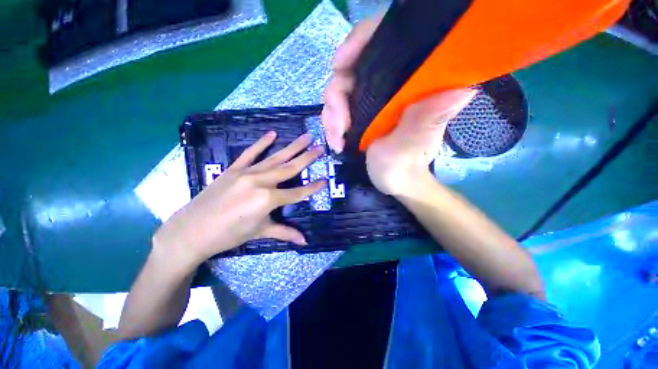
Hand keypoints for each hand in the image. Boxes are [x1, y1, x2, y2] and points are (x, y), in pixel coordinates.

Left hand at [153, 132, 326, 266]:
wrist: (191, 231)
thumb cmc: (228, 235)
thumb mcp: (260, 232)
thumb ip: (285, 233)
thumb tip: (304, 241)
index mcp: (268, 200)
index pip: (297, 192)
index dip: (312, 187)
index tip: (325, 180)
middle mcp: (260, 182)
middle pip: (289, 168)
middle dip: (307, 158)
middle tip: (320, 147)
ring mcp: (246, 173)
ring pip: (275, 158)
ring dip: (292, 147)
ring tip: (306, 137)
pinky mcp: (234, 169)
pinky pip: (250, 153)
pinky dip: (262, 143)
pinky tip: (273, 134)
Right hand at [322, 15, 475, 195]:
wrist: (393, 181)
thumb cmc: (403, 167)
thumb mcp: (411, 145)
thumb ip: (426, 119)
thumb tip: (462, 87)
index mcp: (412, 85)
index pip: (386, 40)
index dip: (360, 42)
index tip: (339, 65)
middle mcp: (393, 85)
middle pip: (353, 69)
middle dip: (338, 97)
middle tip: (340, 127)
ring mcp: (374, 98)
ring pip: (340, 90)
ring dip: (332, 116)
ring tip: (338, 140)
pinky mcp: (362, 111)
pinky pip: (337, 107)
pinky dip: (332, 123)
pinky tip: (337, 140)